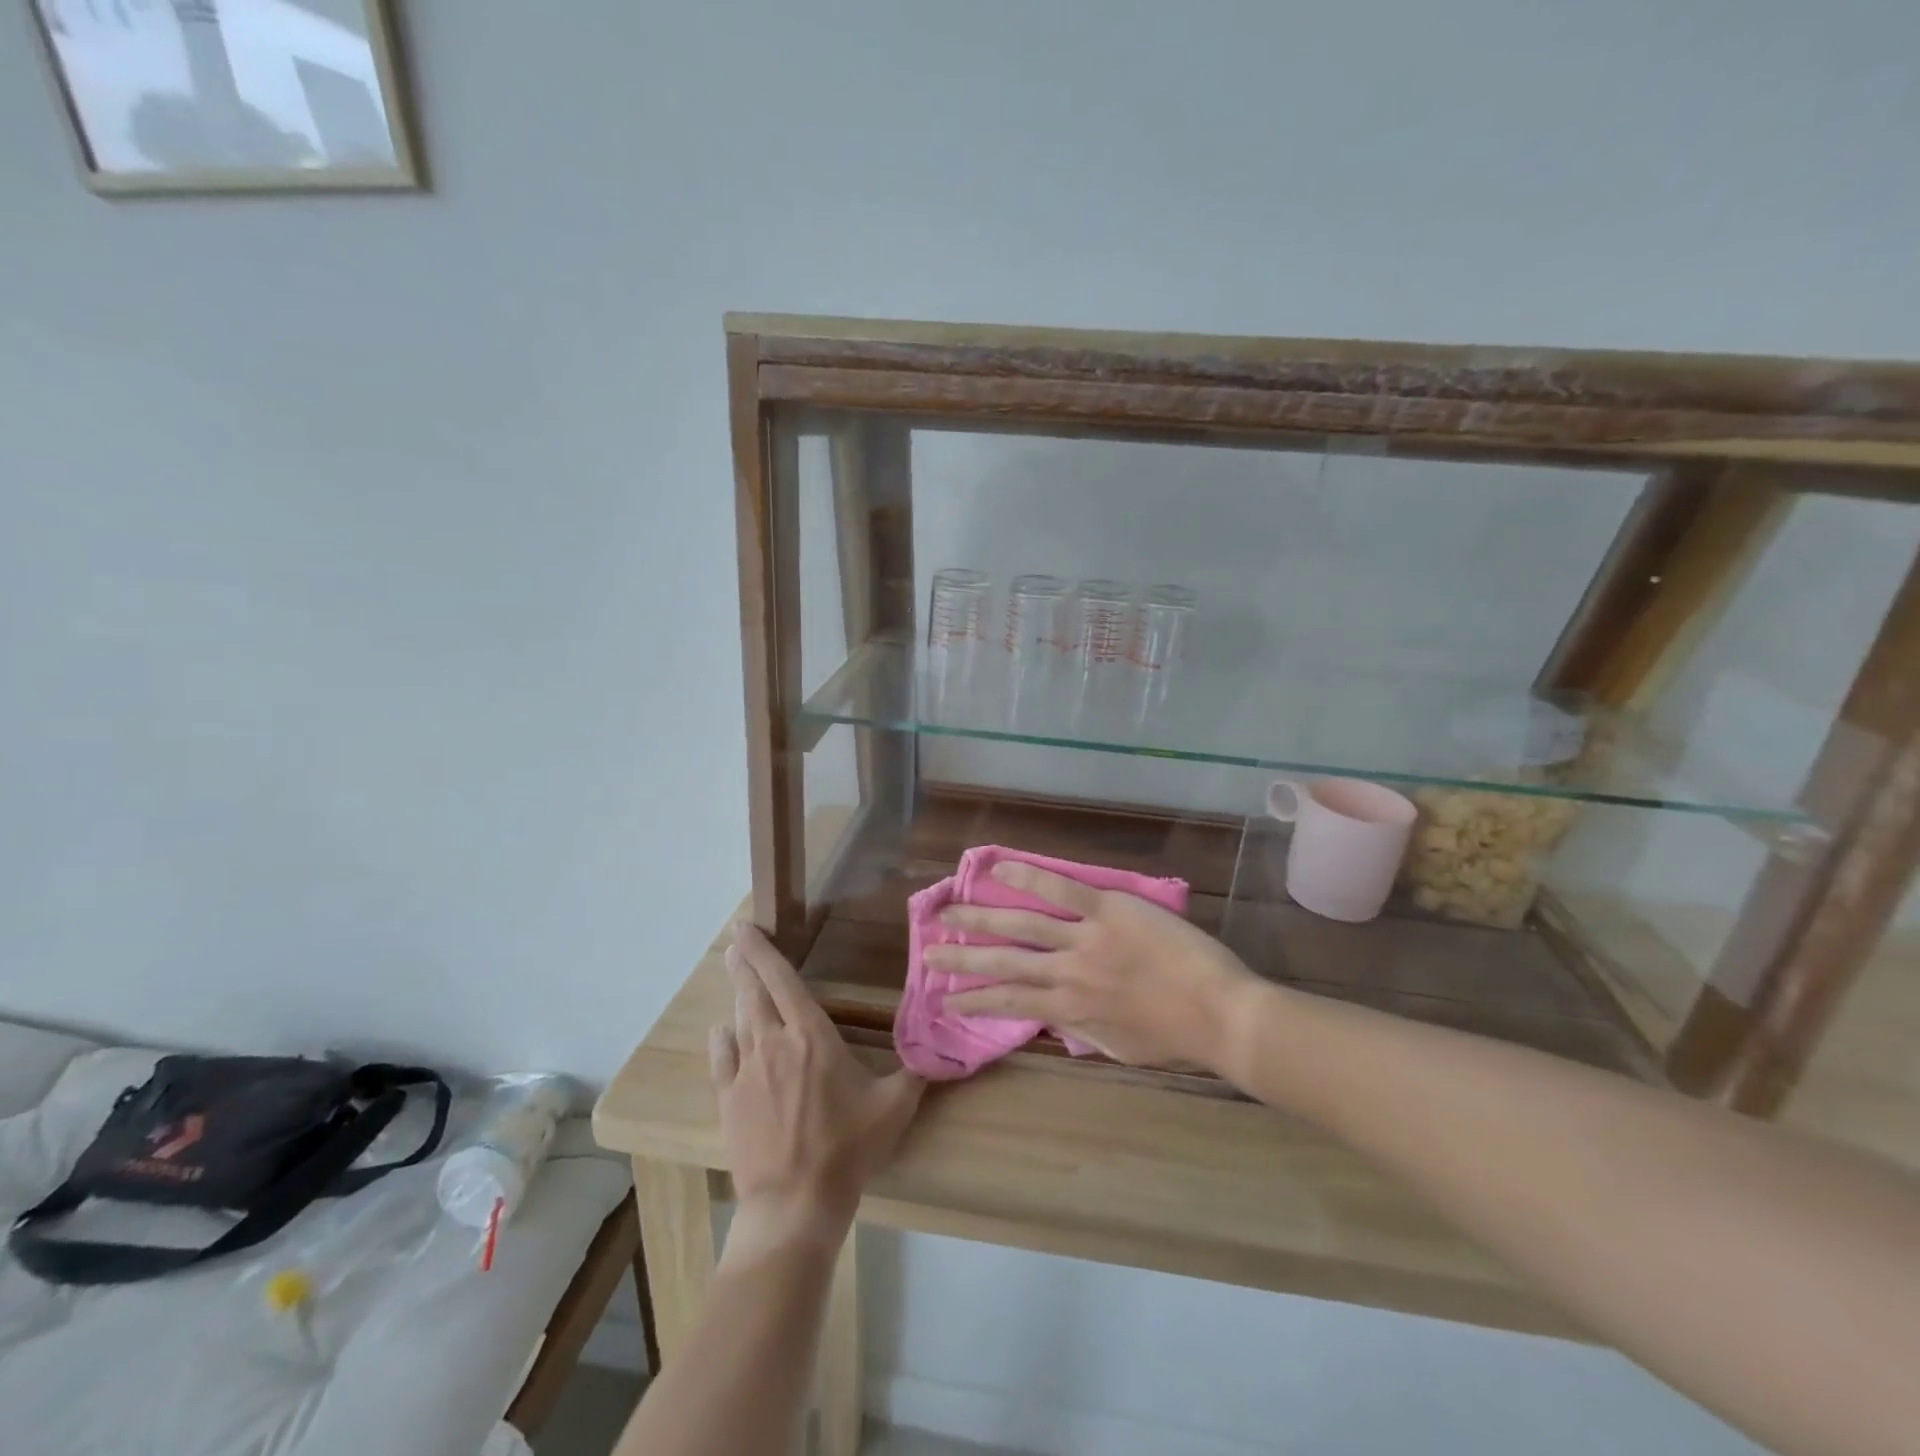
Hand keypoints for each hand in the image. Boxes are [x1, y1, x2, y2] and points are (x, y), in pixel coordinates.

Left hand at [712, 924, 923, 1255]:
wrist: (795, 1203)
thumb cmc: (848, 1148)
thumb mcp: (893, 1107)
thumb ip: (915, 1071)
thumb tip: (942, 1048)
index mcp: (811, 1035)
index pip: (783, 981)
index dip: (763, 951)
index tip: (746, 928)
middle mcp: (774, 1042)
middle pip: (753, 992)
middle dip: (744, 963)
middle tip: (734, 942)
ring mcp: (746, 1071)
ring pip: (739, 1020)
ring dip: (736, 993)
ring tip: (732, 972)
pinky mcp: (728, 1100)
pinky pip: (721, 1059)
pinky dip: (721, 1040)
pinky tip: (720, 1031)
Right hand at [926, 860, 1265, 1073]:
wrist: (1219, 1013)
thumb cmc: (1174, 1036)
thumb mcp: (1118, 1047)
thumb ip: (1081, 1030)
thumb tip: (1053, 1019)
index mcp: (1069, 1008)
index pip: (1009, 1002)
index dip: (973, 1000)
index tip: (945, 998)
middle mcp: (1065, 973)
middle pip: (1002, 962)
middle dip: (960, 957)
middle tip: (926, 949)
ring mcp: (1083, 938)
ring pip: (1020, 925)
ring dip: (979, 919)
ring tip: (947, 911)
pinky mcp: (1106, 909)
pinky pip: (1060, 889)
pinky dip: (1027, 878)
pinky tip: (998, 868)